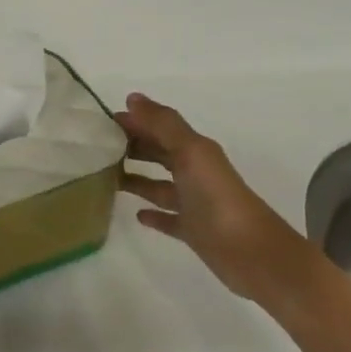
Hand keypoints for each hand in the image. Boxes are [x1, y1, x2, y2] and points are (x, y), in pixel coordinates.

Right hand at [116, 94, 303, 300]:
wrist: (252, 253)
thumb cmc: (217, 198)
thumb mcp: (191, 153)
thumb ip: (163, 125)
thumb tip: (133, 98)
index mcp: (196, 151)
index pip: (160, 128)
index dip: (135, 122)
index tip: (101, 122)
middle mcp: (195, 173)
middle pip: (160, 154)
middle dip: (134, 147)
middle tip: (98, 148)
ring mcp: (194, 204)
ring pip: (160, 186)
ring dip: (137, 179)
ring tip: (106, 177)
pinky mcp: (193, 231)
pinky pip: (168, 218)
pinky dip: (153, 215)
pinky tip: (136, 214)